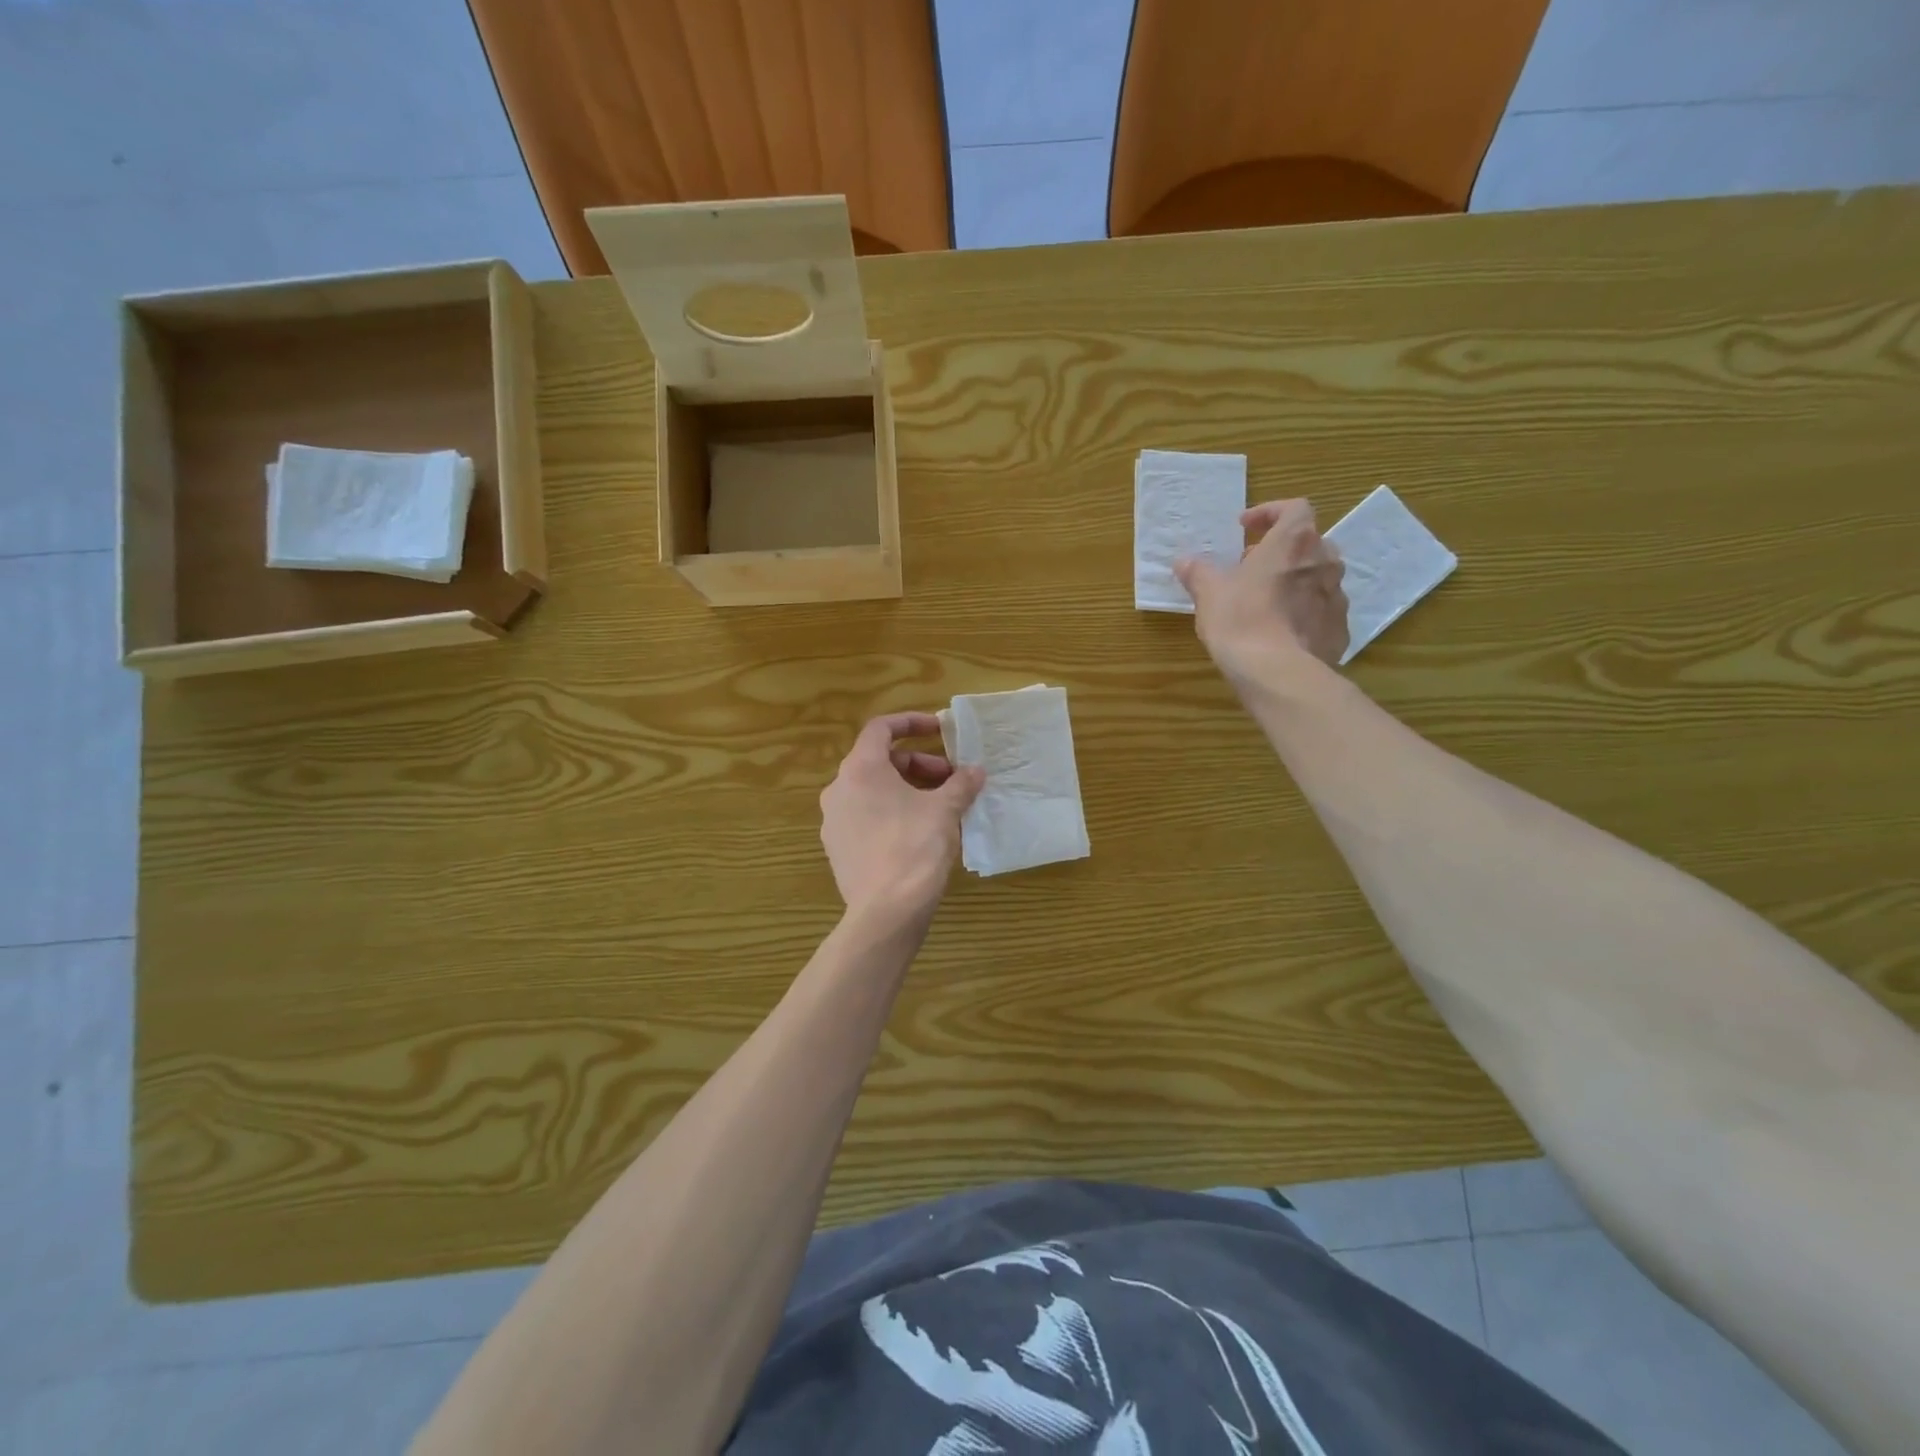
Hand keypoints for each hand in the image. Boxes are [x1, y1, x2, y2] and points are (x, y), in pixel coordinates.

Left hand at [820, 713, 983, 929]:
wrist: (886, 911)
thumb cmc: (915, 847)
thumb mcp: (945, 810)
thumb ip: (960, 784)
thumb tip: (975, 771)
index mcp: (860, 769)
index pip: (881, 728)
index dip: (911, 723)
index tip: (939, 730)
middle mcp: (839, 789)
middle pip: (879, 761)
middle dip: (918, 765)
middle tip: (950, 780)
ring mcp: (834, 821)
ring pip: (872, 791)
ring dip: (907, 790)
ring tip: (939, 807)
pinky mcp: (838, 849)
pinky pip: (866, 817)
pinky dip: (891, 813)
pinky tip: (919, 833)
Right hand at [1175, 499, 1348, 685]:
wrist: (1277, 672)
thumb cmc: (1241, 619)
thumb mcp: (1209, 593)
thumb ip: (1198, 572)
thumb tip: (1185, 562)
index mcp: (1294, 542)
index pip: (1294, 508)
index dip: (1270, 513)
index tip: (1245, 527)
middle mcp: (1324, 561)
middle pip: (1308, 543)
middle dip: (1281, 551)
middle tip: (1252, 568)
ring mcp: (1337, 596)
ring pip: (1317, 577)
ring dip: (1294, 581)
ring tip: (1266, 601)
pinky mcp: (1340, 628)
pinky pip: (1321, 610)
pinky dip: (1303, 612)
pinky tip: (1280, 631)